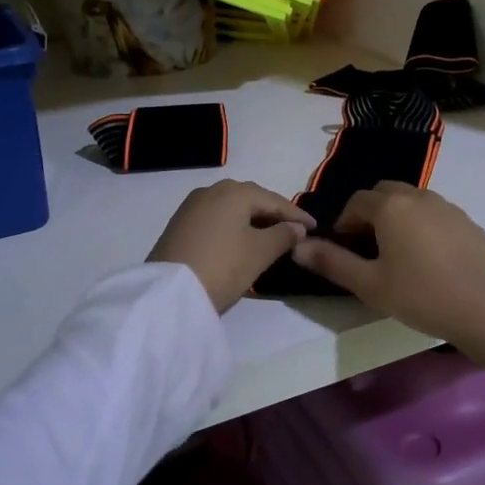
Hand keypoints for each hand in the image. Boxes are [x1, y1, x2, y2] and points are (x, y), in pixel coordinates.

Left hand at [148, 180, 314, 313]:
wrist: (169, 293)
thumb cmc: (223, 266)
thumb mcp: (260, 253)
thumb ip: (283, 235)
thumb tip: (297, 226)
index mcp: (234, 192)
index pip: (274, 200)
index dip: (297, 214)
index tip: (315, 227)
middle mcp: (212, 191)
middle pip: (251, 199)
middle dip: (273, 213)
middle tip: (293, 229)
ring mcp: (191, 206)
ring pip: (231, 208)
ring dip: (252, 220)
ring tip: (269, 236)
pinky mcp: (179, 224)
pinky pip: (216, 218)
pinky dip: (233, 226)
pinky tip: (241, 240)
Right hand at [290, 182, 484, 391]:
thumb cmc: (422, 296)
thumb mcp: (370, 285)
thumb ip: (332, 263)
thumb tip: (297, 247)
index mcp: (391, 207)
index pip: (356, 202)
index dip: (343, 223)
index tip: (344, 249)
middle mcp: (420, 197)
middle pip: (385, 193)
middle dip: (370, 214)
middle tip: (368, 248)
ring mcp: (449, 207)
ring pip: (412, 201)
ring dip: (397, 218)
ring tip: (397, 254)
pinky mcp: (469, 222)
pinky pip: (435, 214)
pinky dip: (422, 226)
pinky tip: (429, 259)